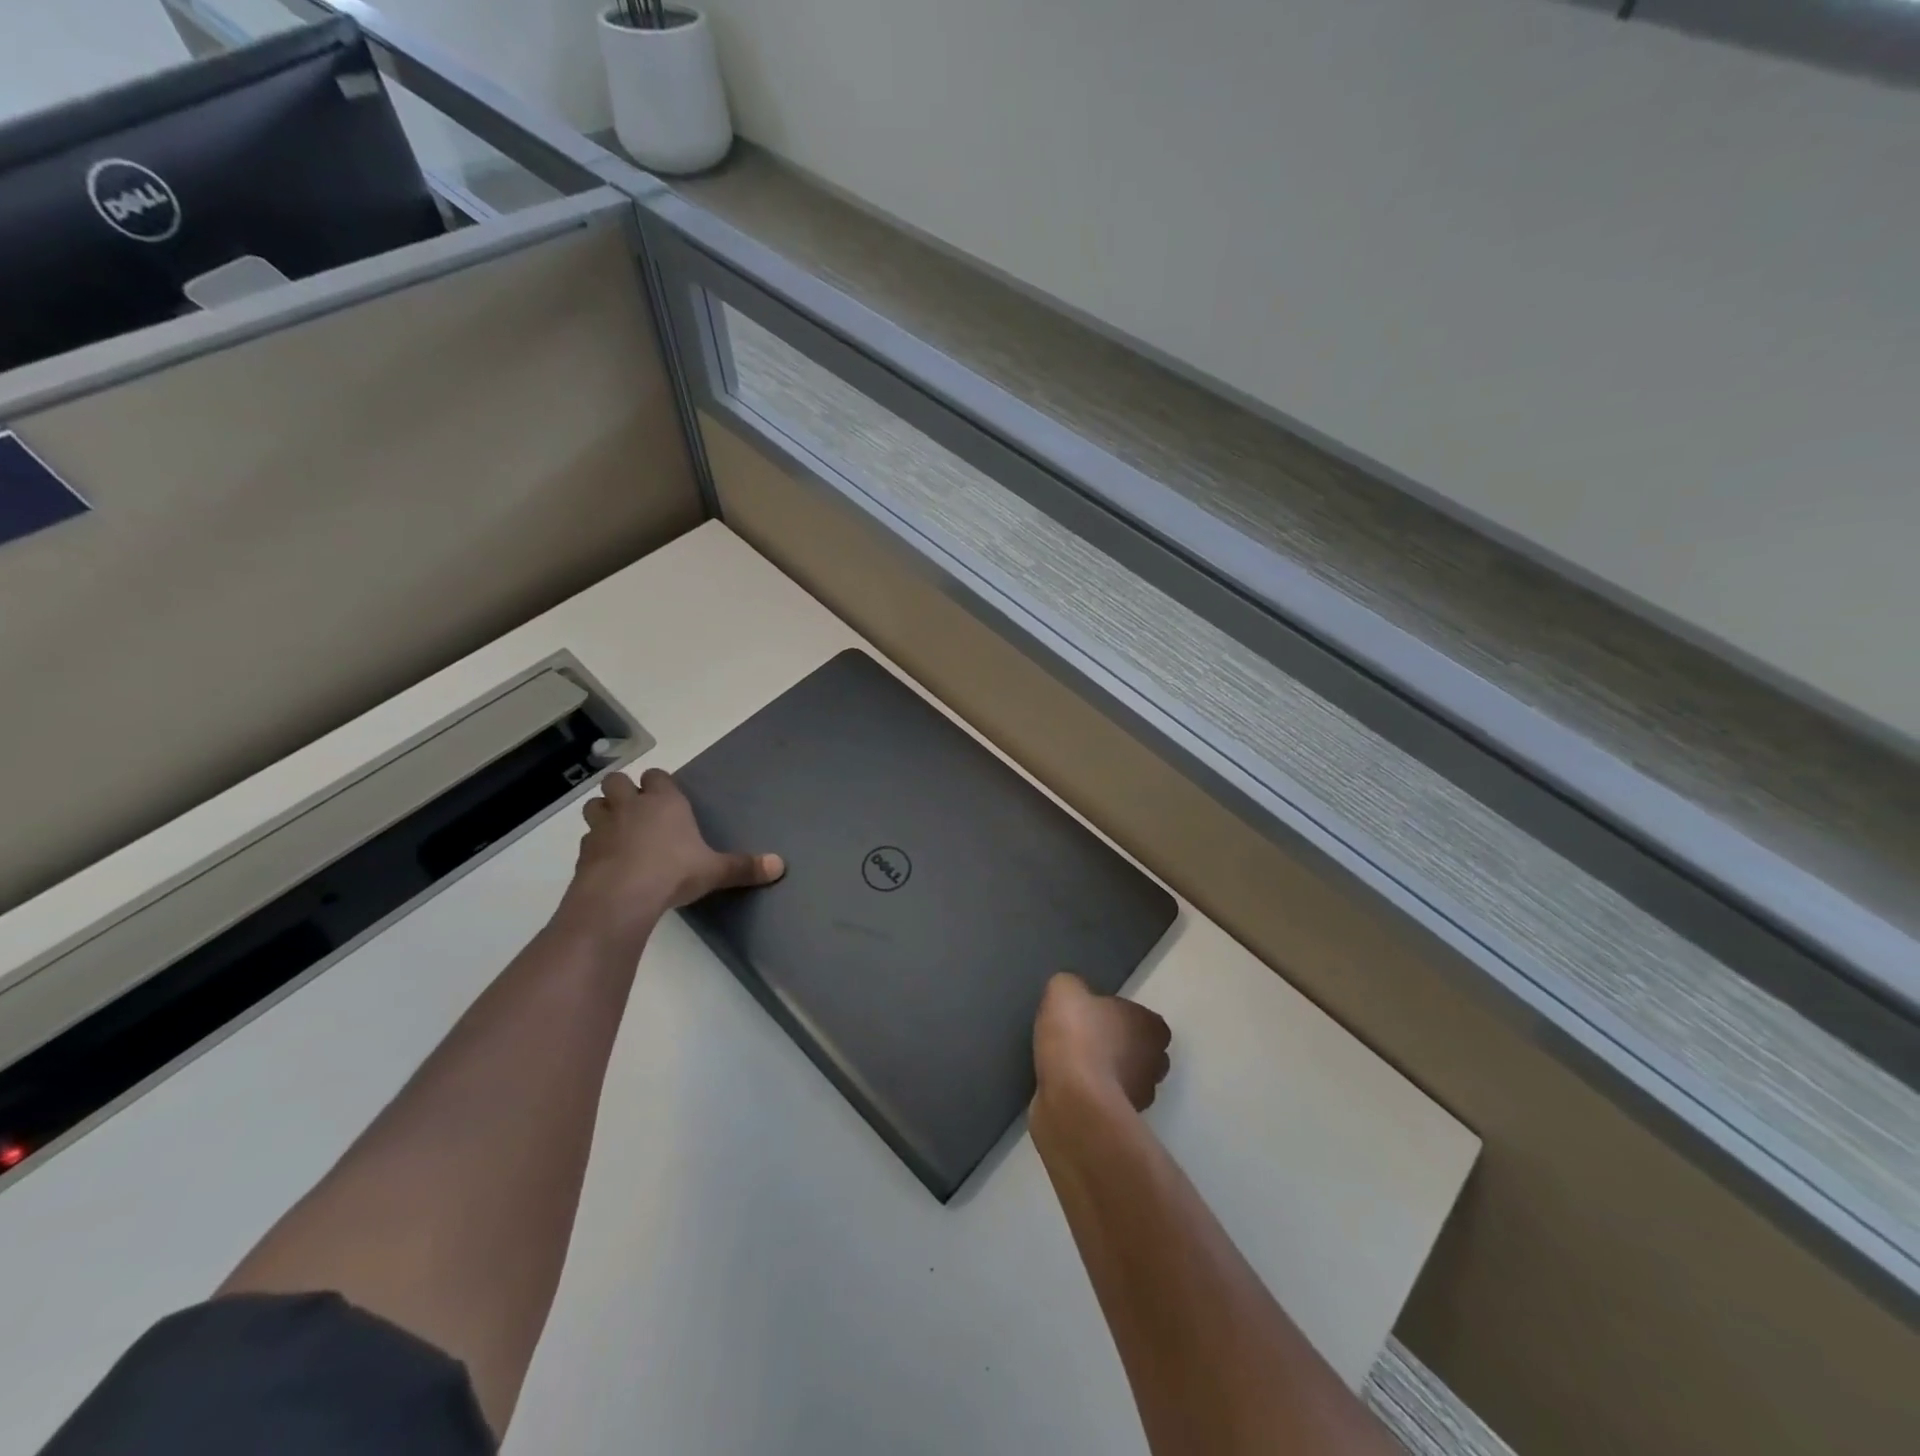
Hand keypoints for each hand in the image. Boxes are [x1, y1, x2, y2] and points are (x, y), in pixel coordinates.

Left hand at [557, 768, 782, 946]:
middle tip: (637, 810)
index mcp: (664, 801)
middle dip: (623, 791)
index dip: (658, 784)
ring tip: (617, 830)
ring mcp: (603, 827)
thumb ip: (745, 867)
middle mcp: (631, 806)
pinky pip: (587, 839)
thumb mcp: (715, 871)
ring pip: (595, 805)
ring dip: (603, 812)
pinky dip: (594, 845)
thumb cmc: (673, 872)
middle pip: (617, 781)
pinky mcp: (583, 852)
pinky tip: (607, 861)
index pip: (657, 775)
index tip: (665, 797)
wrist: (620, 897)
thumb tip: (780, 865)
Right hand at [1033, 972, 1170, 1112]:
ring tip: (1072, 1066)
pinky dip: (1090, 1096)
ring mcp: (1140, 1098)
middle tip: (1085, 1040)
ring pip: (1125, 1080)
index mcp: (1151, 1027)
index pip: (1147, 1021)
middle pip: (1141, 1052)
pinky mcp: (1118, 1125)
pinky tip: (1065, 1088)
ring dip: (1105, 1075)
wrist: (1071, 1099)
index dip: (1123, 1018)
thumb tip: (1073, 995)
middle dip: (1119, 1048)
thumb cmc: (1077, 1036)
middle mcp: (1155, 1063)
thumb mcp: (1065, 991)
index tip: (1096, 1017)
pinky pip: (1104, 1102)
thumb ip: (1072, 987)